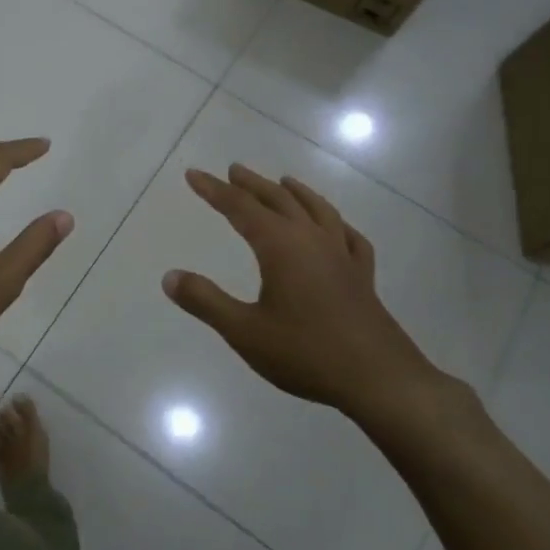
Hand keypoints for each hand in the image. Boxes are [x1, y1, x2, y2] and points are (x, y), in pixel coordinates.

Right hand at [162, 164, 451, 430]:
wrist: (380, 380)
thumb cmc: (306, 353)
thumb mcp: (244, 331)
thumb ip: (205, 301)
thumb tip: (170, 276)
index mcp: (280, 246)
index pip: (240, 207)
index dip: (214, 190)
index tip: (194, 174)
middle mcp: (311, 240)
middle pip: (278, 200)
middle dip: (252, 184)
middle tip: (233, 170)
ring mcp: (342, 256)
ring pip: (316, 210)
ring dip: (295, 192)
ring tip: (283, 181)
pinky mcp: (362, 276)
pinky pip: (349, 236)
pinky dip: (336, 223)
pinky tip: (335, 227)